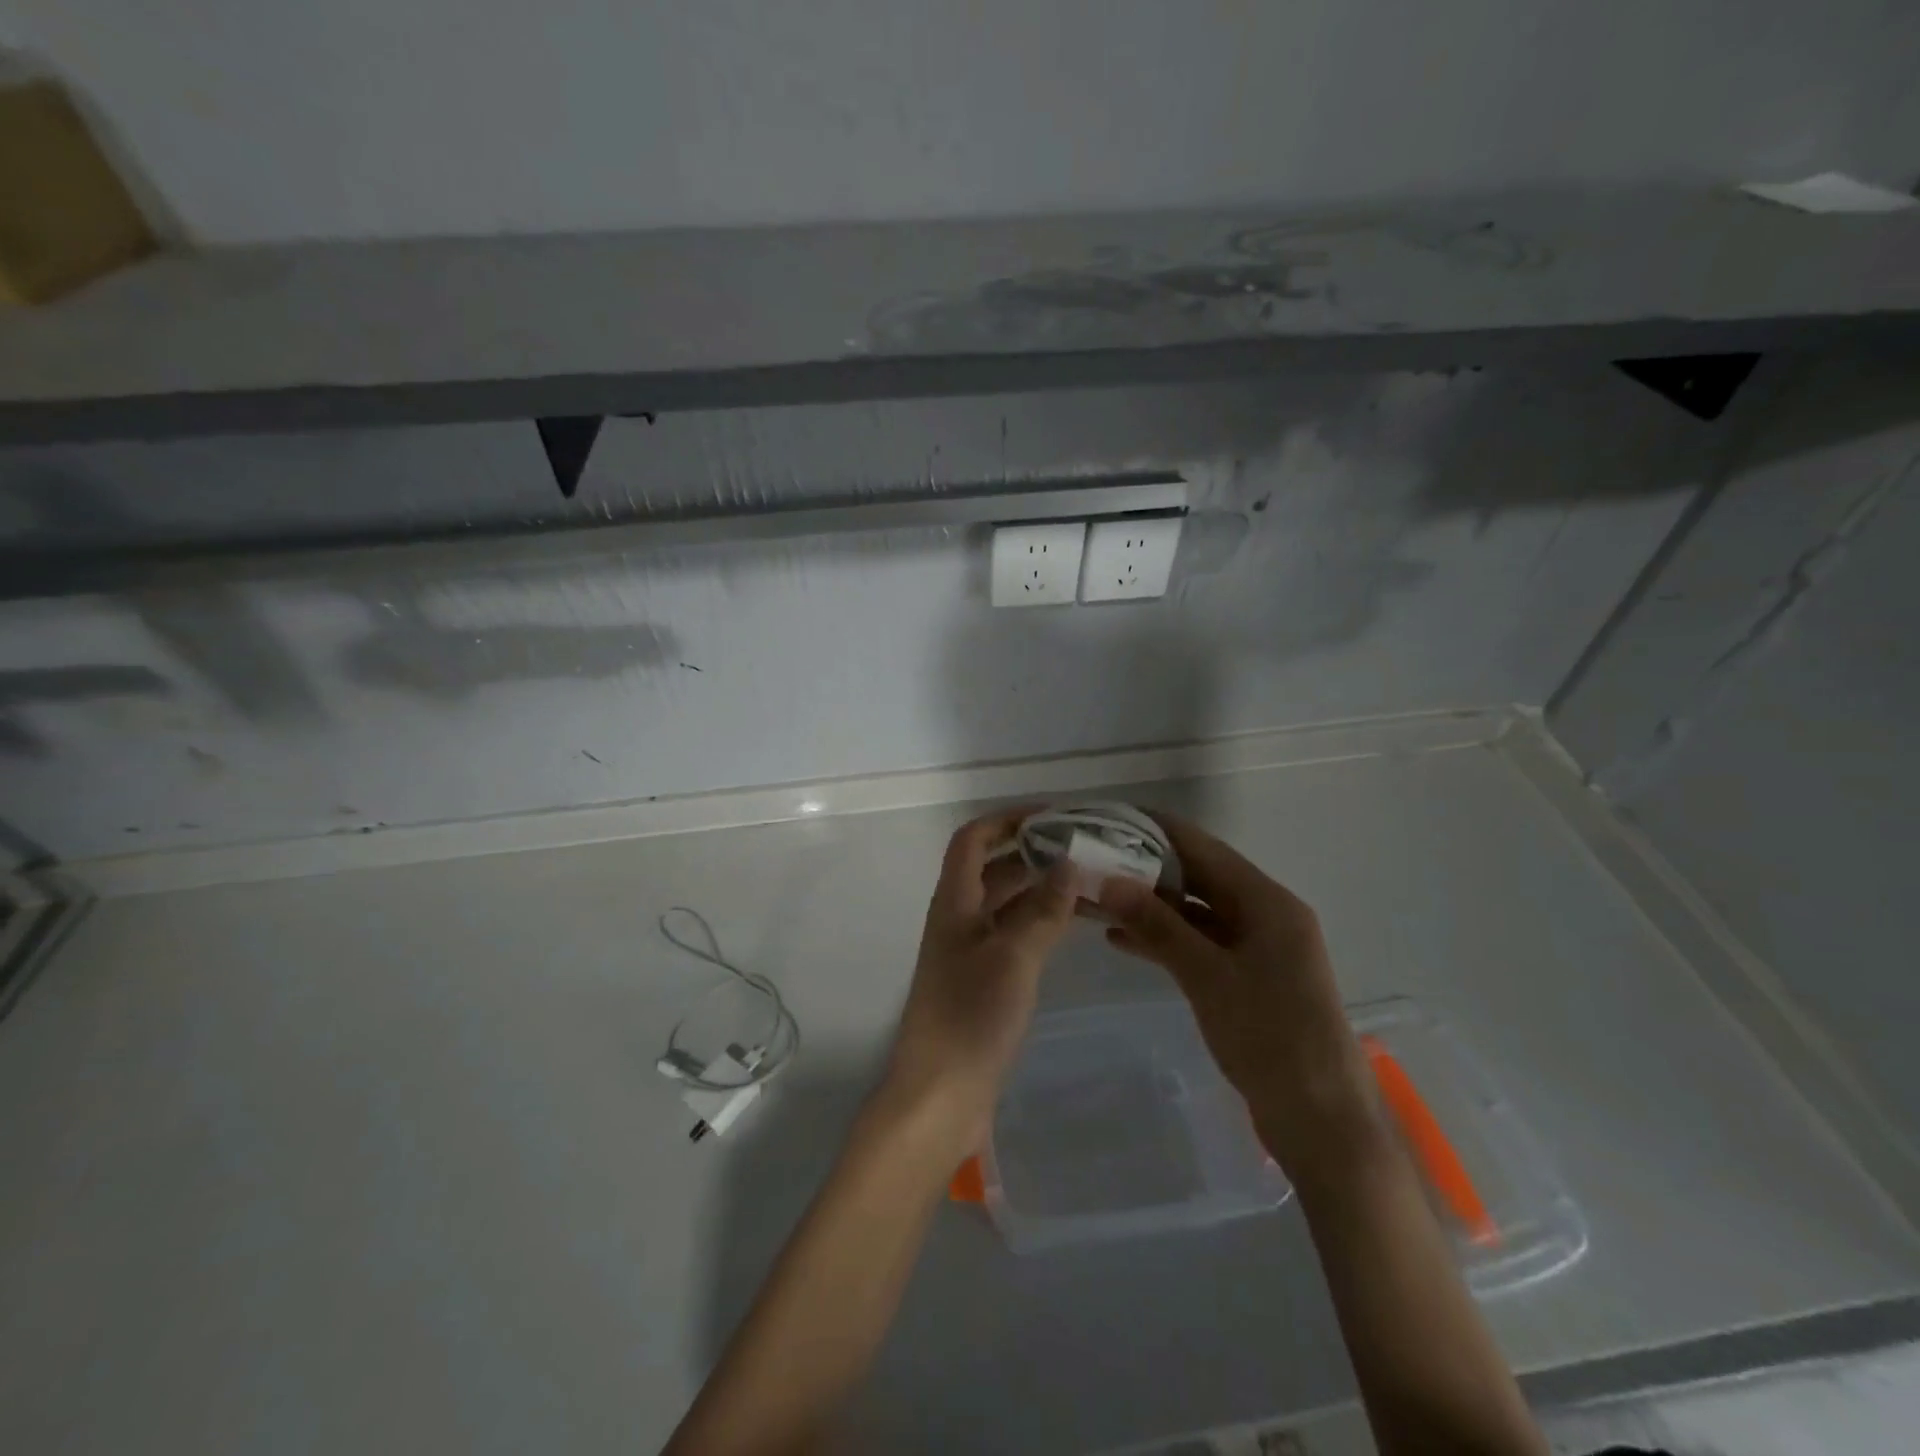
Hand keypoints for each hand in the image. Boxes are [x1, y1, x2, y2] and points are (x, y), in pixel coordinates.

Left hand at [877, 807, 1077, 1156]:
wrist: (939, 1096)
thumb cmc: (970, 1017)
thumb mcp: (1013, 957)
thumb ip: (1043, 910)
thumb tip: (1069, 863)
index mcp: (954, 902)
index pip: (973, 840)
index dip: (1006, 820)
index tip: (1052, 816)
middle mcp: (958, 919)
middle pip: (992, 869)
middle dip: (1032, 853)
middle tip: (1083, 849)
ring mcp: (970, 952)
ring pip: (1006, 904)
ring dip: (1040, 889)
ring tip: (1088, 883)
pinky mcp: (983, 982)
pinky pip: (1013, 936)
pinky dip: (1039, 923)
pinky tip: (1071, 926)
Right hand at [1097, 813, 1374, 1180]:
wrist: (1323, 1122)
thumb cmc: (1270, 1038)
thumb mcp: (1207, 976)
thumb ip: (1157, 925)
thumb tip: (1108, 880)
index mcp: (1267, 901)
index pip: (1202, 847)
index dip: (1155, 830)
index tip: (1107, 819)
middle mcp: (1265, 914)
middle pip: (1198, 876)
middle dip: (1146, 868)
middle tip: (1092, 860)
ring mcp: (1258, 948)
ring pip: (1195, 912)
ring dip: (1151, 906)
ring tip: (1097, 900)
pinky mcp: (1248, 978)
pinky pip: (1200, 944)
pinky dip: (1165, 939)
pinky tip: (1122, 941)